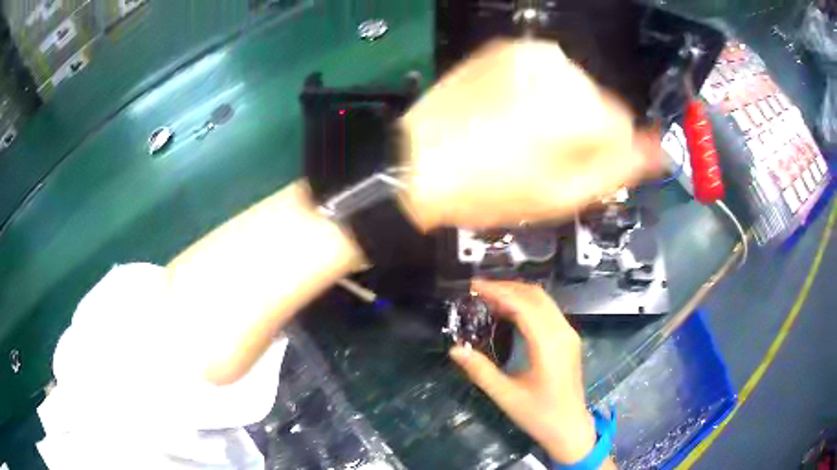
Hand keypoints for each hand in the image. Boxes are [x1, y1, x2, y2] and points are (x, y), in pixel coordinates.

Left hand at [399, 40, 659, 230]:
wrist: (416, 163)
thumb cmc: (490, 189)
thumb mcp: (563, 196)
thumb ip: (619, 169)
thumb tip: (657, 151)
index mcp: (581, 107)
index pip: (624, 127)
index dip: (604, 154)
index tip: (576, 170)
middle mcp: (560, 68)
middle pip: (598, 102)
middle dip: (582, 131)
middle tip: (544, 158)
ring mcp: (527, 52)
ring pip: (572, 85)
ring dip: (559, 110)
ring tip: (521, 137)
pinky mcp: (501, 49)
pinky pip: (540, 72)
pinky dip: (535, 91)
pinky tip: (508, 113)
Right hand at [449, 280, 595, 464]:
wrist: (570, 428)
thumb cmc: (539, 415)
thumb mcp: (506, 396)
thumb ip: (480, 371)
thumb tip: (455, 349)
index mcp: (549, 344)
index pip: (523, 305)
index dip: (498, 292)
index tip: (474, 287)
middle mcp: (563, 332)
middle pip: (536, 296)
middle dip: (507, 287)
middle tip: (479, 290)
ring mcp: (569, 334)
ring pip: (544, 301)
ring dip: (517, 294)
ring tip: (489, 298)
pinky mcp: (569, 340)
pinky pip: (548, 311)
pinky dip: (527, 305)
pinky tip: (509, 313)